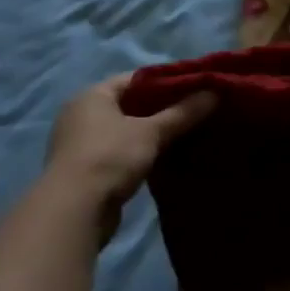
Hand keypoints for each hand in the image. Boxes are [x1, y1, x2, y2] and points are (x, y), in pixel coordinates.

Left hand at [44, 74, 214, 224]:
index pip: (135, 79)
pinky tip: (163, 158)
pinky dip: (139, 153)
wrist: (74, 211)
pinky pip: (118, 153)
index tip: (194, 88)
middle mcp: (81, 114)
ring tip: (184, 135)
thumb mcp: (152, 132)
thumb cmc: (110, 157)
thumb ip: (183, 112)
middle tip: (194, 111)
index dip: (165, 81)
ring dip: (150, 134)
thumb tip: (215, 92)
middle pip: (129, 104)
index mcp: (92, 95)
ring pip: (124, 131)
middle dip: (160, 109)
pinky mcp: (84, 171)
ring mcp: (80, 144)